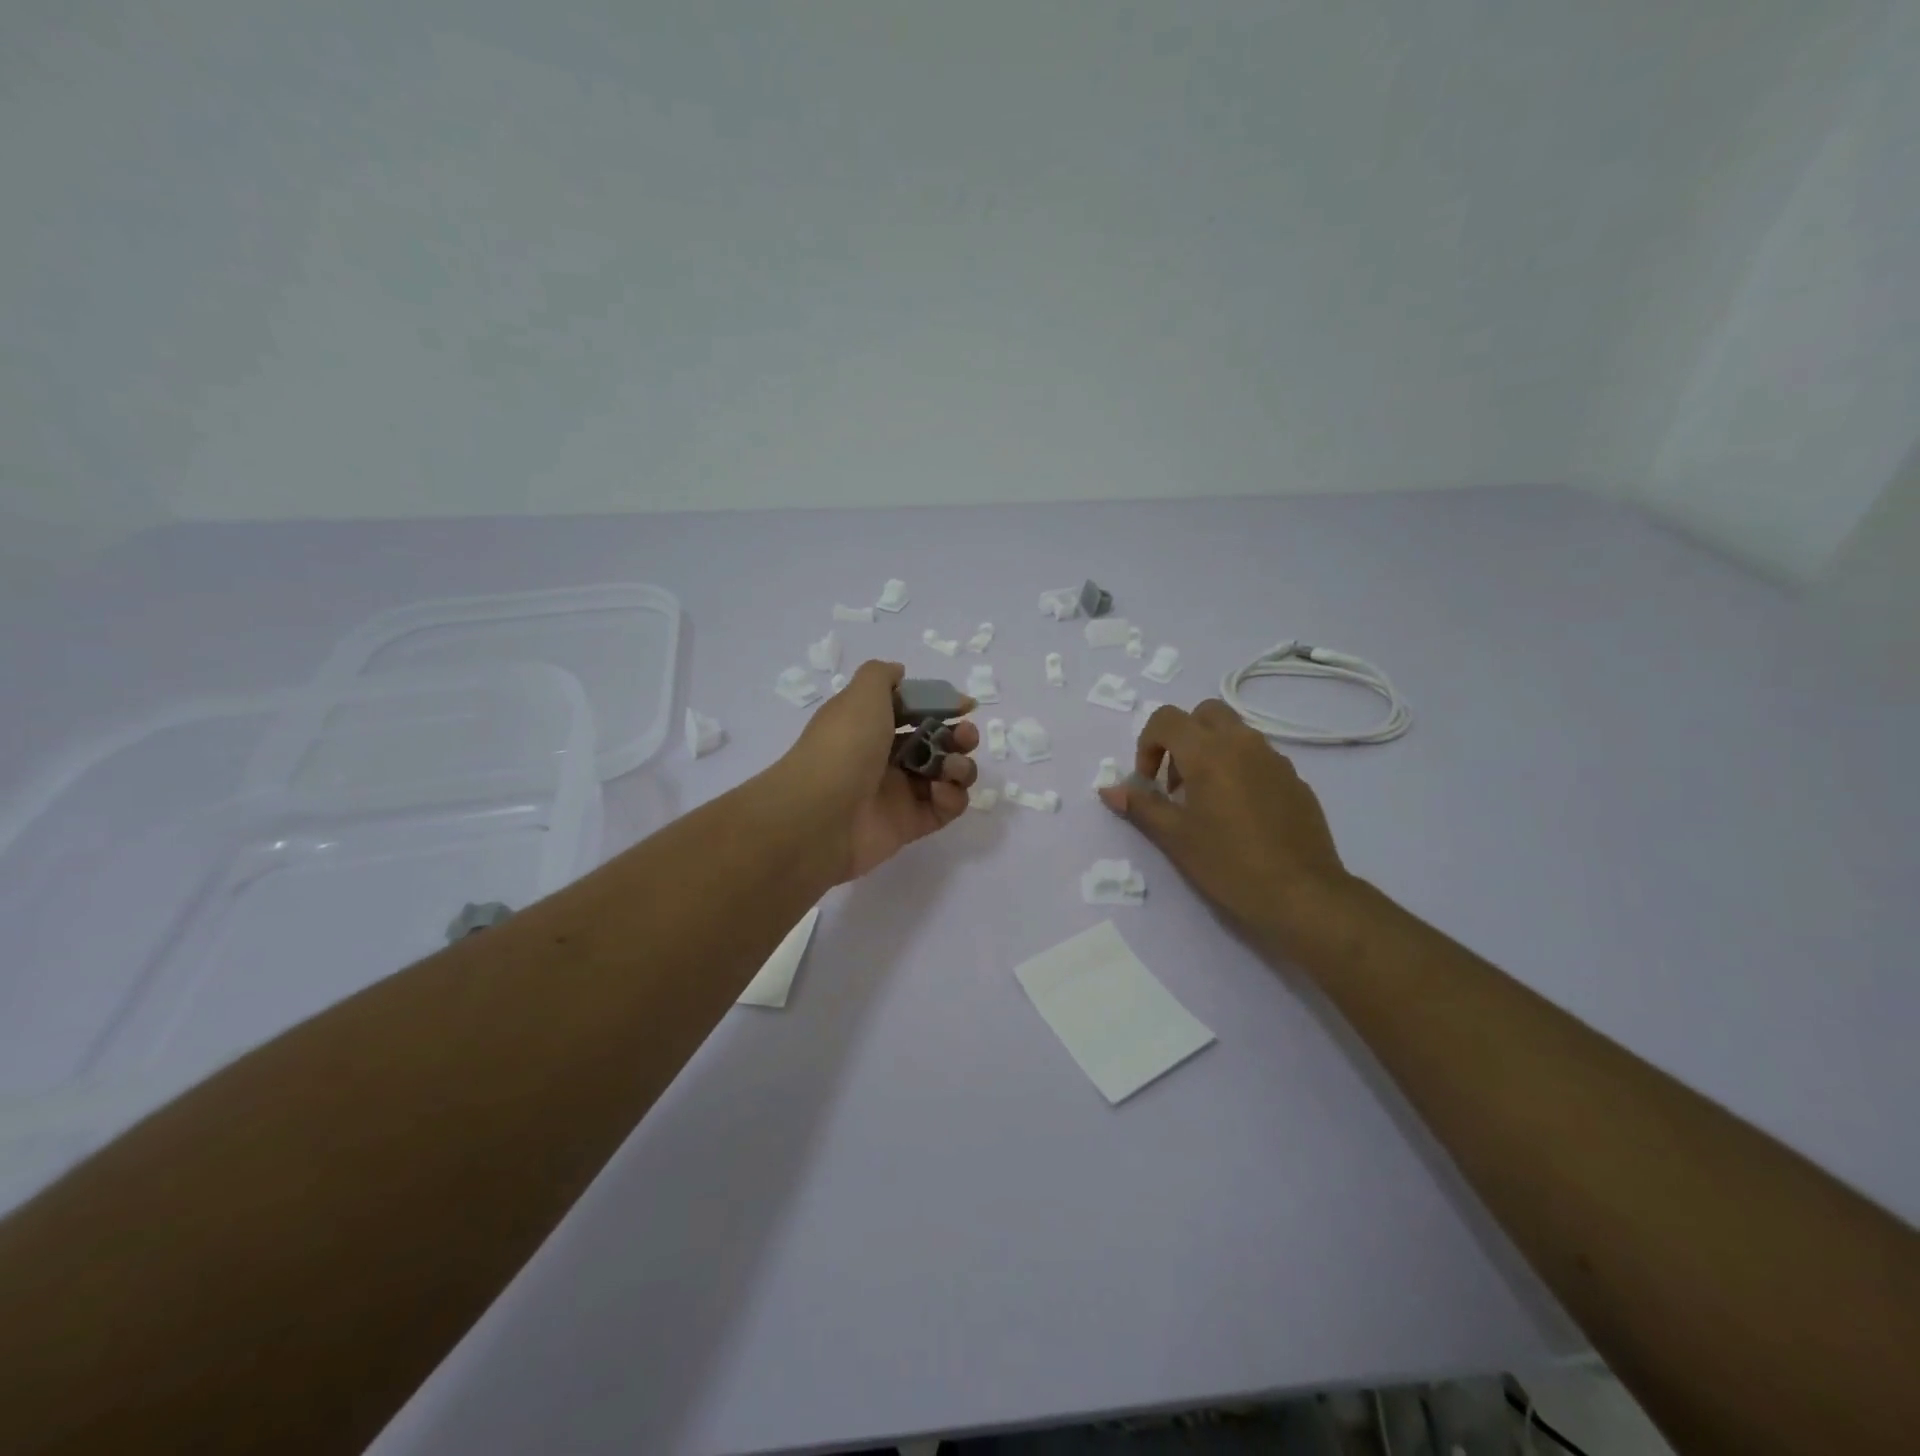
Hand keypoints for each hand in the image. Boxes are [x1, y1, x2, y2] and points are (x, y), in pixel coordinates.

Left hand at [778, 660, 978, 881]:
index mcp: (871, 724)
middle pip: (936, 742)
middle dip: (959, 736)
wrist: (818, 816)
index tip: (965, 706)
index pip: (914, 710)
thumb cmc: (844, 746)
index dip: (941, 705)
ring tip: (952, 768)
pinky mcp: (910, 824)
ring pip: (945, 775)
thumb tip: (899, 672)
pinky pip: (944, 808)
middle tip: (965, 736)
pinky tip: (940, 792)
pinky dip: (951, 798)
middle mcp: (885, 756)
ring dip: (961, 766)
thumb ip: (881, 676)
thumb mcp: (860, 695)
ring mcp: (898, 792)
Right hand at [1098, 700, 1354, 957]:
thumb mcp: (1175, 837)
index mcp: (1208, 752)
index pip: (1166, 719)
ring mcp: (1274, 759)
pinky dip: (1239, 768)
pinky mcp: (1295, 779)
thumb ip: (1141, 806)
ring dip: (1211, 751)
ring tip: (1205, 800)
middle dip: (1182, 737)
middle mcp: (1243, 743)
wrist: (1302, 894)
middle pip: (1204, 713)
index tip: (1148, 782)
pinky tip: (1239, 814)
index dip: (1147, 744)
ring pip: (1235, 733)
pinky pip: (1259, 757)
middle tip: (1175, 781)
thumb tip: (1108, 790)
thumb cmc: (1228, 864)